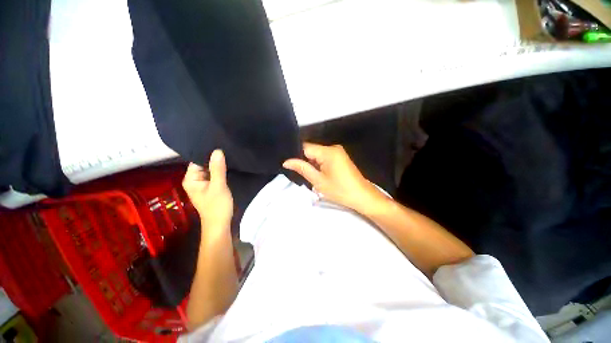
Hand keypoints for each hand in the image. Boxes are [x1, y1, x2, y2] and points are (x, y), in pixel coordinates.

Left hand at [182, 149, 232, 228]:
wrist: (220, 224)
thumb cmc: (217, 206)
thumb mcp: (218, 186)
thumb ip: (218, 168)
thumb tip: (217, 150)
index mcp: (191, 179)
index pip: (197, 160)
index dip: (208, 153)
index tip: (220, 146)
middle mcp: (195, 180)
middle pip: (204, 164)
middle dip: (215, 159)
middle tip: (227, 150)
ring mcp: (203, 183)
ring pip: (211, 169)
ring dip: (219, 165)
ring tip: (229, 155)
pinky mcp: (211, 186)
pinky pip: (215, 175)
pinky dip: (221, 171)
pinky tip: (229, 166)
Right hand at [283, 143, 386, 212]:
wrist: (362, 196)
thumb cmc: (340, 190)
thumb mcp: (318, 181)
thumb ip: (302, 168)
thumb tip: (286, 161)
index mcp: (328, 151)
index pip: (305, 147)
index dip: (295, 154)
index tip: (287, 163)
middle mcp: (333, 148)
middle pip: (311, 150)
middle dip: (303, 159)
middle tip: (295, 171)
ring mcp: (338, 152)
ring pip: (317, 154)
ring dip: (310, 163)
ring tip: (305, 173)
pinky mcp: (340, 157)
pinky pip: (324, 157)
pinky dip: (318, 164)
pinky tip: (315, 173)